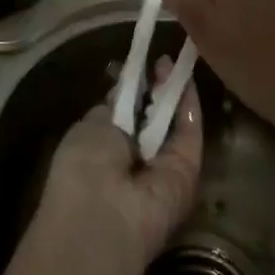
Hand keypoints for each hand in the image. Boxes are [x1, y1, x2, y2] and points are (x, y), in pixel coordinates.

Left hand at [35, 58, 203, 274]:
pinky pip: (190, 132)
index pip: (124, 116)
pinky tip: (186, 76)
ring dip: (174, 91)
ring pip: (174, 124)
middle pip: (152, 118)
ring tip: (176, 59)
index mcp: (104, 151)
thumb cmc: (83, 166)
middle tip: (162, 60)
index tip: (140, 65)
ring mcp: (163, 167)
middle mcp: (135, 161)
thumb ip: (112, 109)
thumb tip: (123, 91)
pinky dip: (189, 104)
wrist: (103, 215)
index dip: (133, 89)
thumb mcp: (90, 127)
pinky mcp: (188, 170)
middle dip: (157, 88)